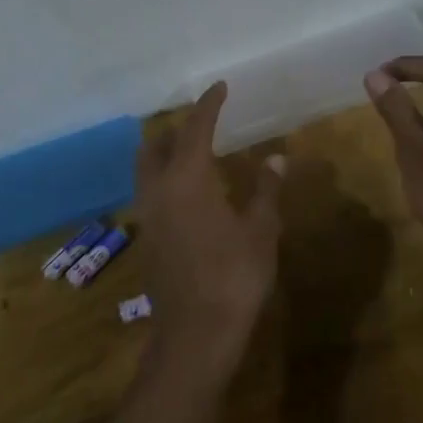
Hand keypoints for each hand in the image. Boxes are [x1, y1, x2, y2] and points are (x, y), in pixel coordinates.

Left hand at [134, 81, 283, 383]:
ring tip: (195, 153)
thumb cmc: (234, 277)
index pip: (196, 128)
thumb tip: (276, 159)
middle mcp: (159, 190)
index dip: (209, 105)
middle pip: (155, 145)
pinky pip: (150, 193)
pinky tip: (189, 193)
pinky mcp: (147, 239)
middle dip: (176, 128)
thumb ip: (266, 191)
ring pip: (146, 169)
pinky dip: (164, 178)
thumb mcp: (261, 231)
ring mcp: (148, 215)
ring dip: (165, 153)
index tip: (220, 87)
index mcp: (187, 179)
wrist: (195, 335)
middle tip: (203, 123)